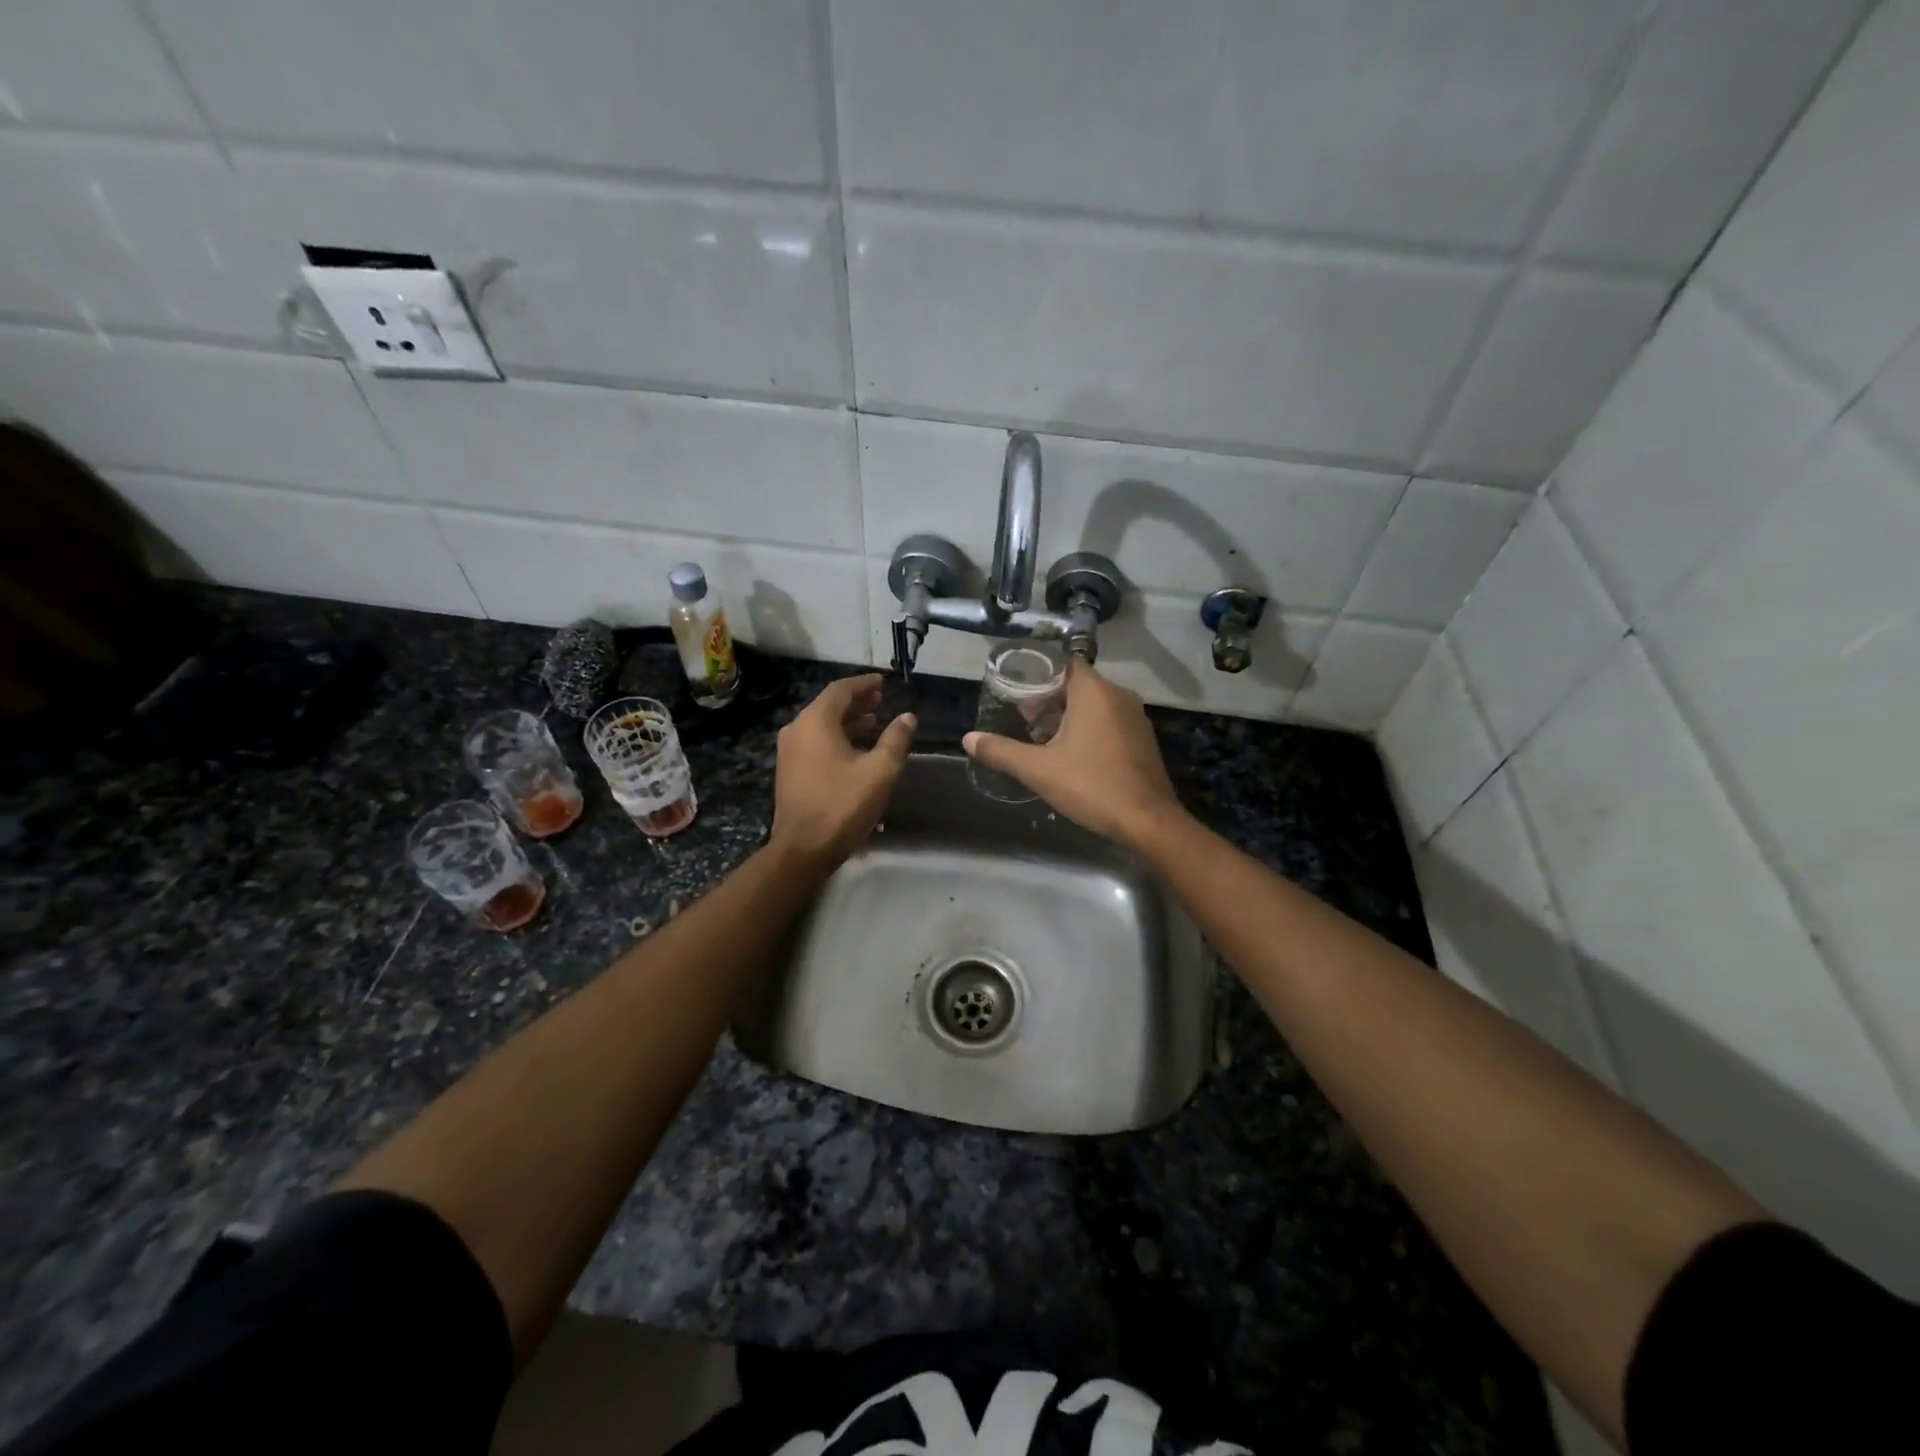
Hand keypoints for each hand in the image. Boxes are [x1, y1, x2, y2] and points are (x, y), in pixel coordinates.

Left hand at [770, 674, 915, 867]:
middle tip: (881, 701)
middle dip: (856, 702)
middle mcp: (797, 729)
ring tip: (874, 723)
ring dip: (848, 721)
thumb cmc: (843, 804)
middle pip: (829, 705)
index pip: (841, 690)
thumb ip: (896, 739)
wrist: (803, 848)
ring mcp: (789, 751)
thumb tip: (908, 717)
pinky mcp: (789, 770)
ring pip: (821, 725)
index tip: (883, 682)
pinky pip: (815, 742)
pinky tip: (856, 750)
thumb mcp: (880, 771)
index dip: (864, 684)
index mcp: (816, 722)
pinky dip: (836, 738)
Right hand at [964, 661, 1182, 851]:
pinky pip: (1109, 722)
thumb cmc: (1091, 786)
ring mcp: (1135, 718)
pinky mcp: (1143, 740)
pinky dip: (1088, 730)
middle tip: (1023, 722)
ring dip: (1067, 718)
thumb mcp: (1038, 770)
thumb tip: (968, 739)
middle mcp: (1119, 696)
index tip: (1015, 693)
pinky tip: (1072, 757)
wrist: (1148, 822)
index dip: (1037, 676)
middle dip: (1048, 701)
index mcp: (1095, 691)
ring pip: (1094, 706)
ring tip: (1041, 742)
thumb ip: (1001, 751)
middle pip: (1076, 685)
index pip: (1062, 664)